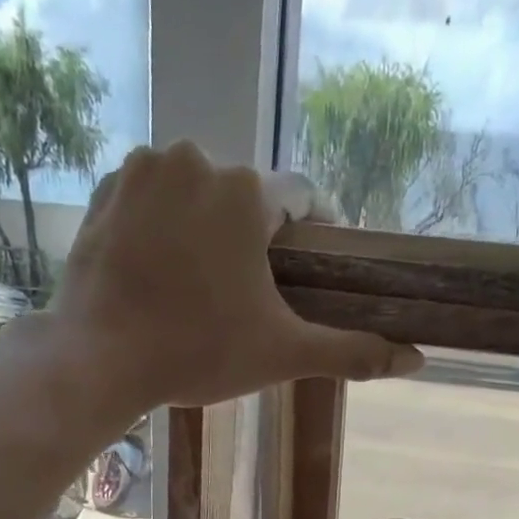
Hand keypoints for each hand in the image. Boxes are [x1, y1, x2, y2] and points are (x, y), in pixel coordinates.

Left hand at [46, 142, 422, 413]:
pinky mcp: (108, 189)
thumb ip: (351, 351)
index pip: (302, 200)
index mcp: (247, 193)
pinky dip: (164, 227)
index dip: (312, 236)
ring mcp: (146, 169)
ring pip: (198, 195)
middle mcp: (199, 160)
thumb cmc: (199, 353)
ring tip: (200, 288)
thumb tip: (417, 358)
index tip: (307, 272)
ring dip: (207, 231)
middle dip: (253, 241)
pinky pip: (153, 199)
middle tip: (246, 298)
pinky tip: (161, 273)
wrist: (101, 358)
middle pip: (246, 199)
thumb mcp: (283, 354)